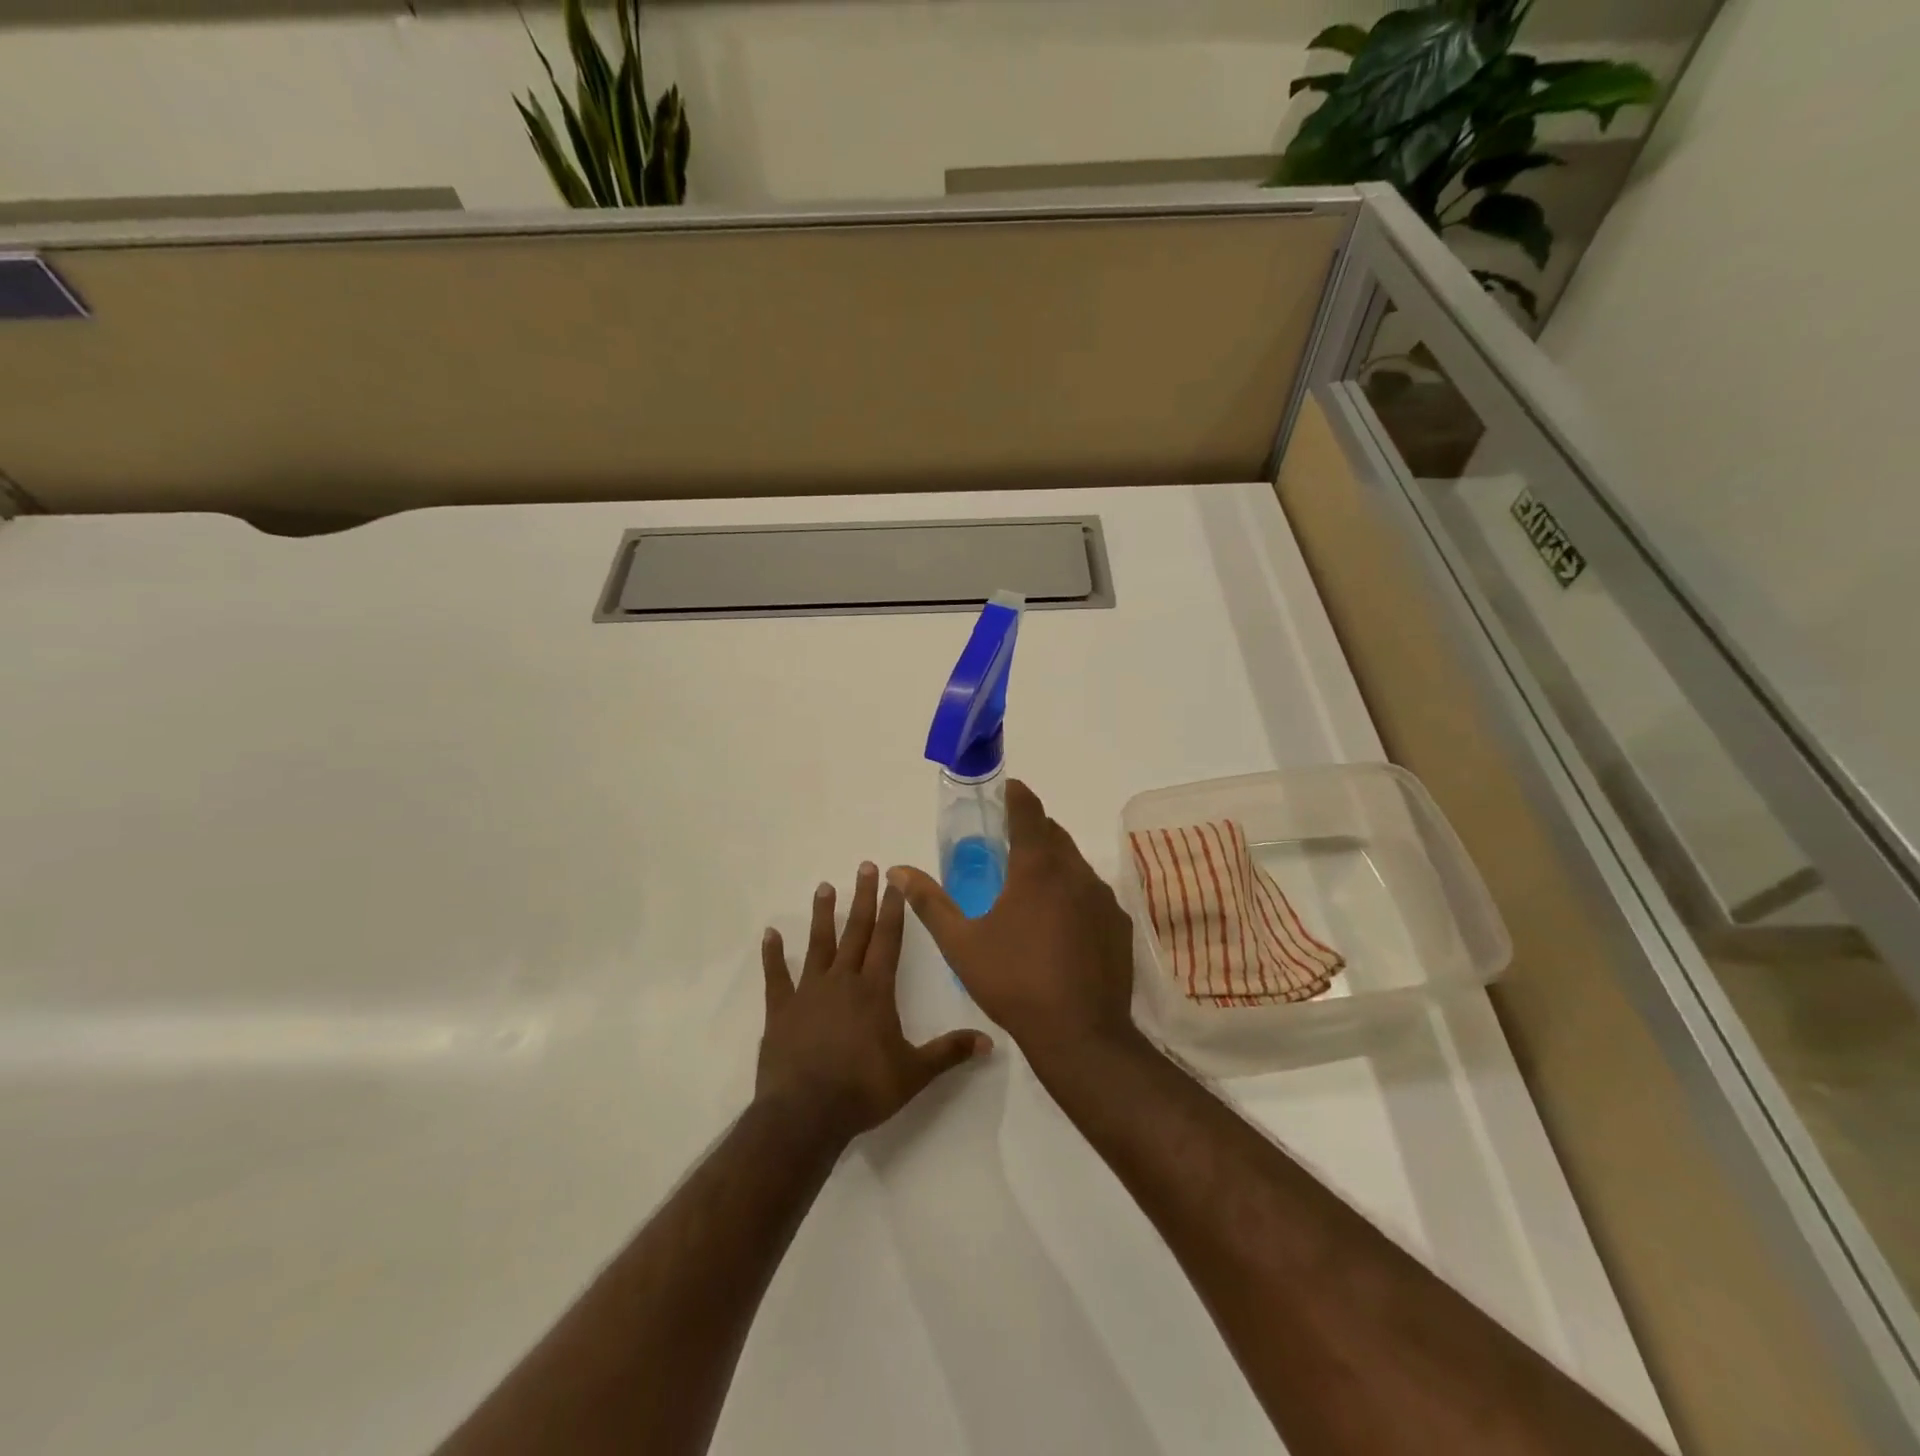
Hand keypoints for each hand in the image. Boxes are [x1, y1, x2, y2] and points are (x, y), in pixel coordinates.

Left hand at [757, 862, 992, 1141]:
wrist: (805, 1115)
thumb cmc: (864, 1090)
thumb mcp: (914, 1074)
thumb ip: (949, 1053)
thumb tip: (990, 1041)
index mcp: (875, 991)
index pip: (888, 940)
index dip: (893, 910)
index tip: (895, 882)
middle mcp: (843, 981)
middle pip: (856, 932)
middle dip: (863, 898)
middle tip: (865, 867)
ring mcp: (809, 993)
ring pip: (818, 945)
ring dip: (822, 915)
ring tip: (824, 887)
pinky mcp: (781, 1010)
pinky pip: (776, 976)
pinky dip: (773, 954)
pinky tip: (770, 934)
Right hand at [889, 781, 1136, 1059]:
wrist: (1080, 1034)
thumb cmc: (1014, 982)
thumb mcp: (961, 943)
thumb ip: (929, 902)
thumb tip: (897, 871)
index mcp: (1037, 867)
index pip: (1028, 810)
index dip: (1016, 794)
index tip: (1005, 789)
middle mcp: (1076, 872)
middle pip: (1054, 833)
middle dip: (1032, 828)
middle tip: (1008, 841)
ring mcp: (1103, 898)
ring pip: (1076, 864)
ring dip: (1054, 862)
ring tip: (1031, 884)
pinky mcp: (1119, 924)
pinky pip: (1094, 893)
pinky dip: (1074, 893)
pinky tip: (1061, 923)